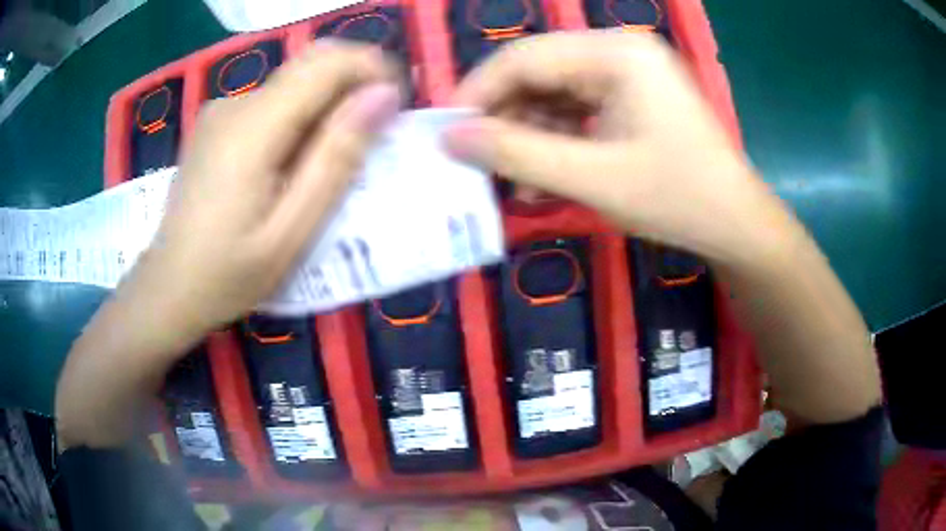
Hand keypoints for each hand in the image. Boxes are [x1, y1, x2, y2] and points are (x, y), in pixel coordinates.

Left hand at [141, 42, 400, 340]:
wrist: (169, 288)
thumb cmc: (229, 273)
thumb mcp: (291, 230)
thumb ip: (336, 158)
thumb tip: (383, 96)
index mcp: (253, 127)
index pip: (328, 63)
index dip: (373, 70)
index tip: (396, 107)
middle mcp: (236, 103)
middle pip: (311, 65)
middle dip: (355, 85)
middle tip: (374, 137)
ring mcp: (221, 111)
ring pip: (294, 83)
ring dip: (327, 106)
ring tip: (333, 161)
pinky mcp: (217, 123)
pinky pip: (272, 102)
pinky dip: (300, 118)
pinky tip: (295, 163)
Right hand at [445, 32, 792, 265]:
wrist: (736, 225)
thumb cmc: (678, 199)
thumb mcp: (593, 178)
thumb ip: (517, 154)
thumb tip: (450, 139)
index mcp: (616, 54)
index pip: (524, 58)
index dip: (477, 94)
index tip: (445, 135)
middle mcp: (619, 52)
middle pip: (538, 73)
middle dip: (504, 119)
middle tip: (476, 162)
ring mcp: (627, 75)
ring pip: (552, 95)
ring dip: (527, 136)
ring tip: (511, 180)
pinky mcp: (630, 99)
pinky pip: (576, 111)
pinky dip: (554, 142)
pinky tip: (542, 177)